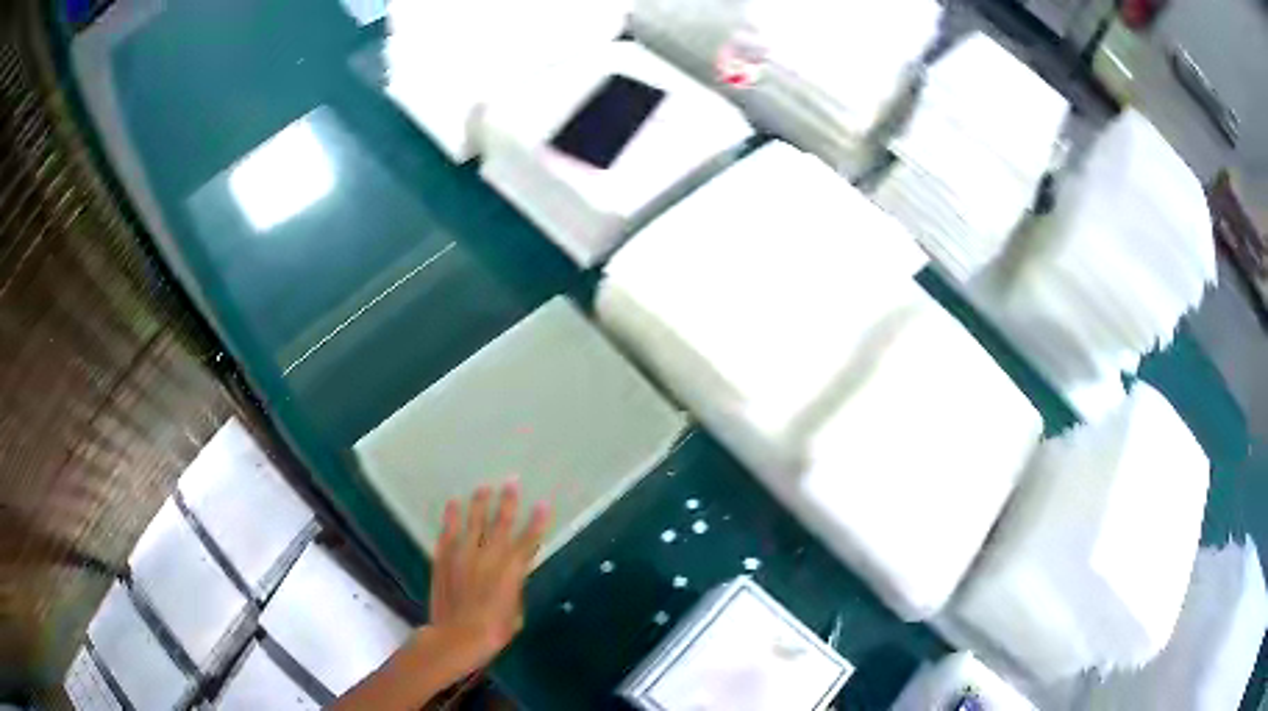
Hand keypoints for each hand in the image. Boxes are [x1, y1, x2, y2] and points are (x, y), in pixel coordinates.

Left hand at [425, 480, 551, 684]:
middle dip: (508, 501)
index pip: (529, 540)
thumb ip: (514, 587)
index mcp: (512, 570)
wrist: (458, 635)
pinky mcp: (444, 558)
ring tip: (484, 486)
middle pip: (501, 523)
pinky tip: (453, 503)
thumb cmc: (495, 630)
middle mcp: (489, 556)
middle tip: (511, 480)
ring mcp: (464, 554)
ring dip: (479, 502)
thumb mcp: (516, 611)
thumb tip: (510, 576)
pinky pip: (448, 532)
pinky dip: (451, 516)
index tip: (543, 503)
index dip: (537, 521)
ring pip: (473, 521)